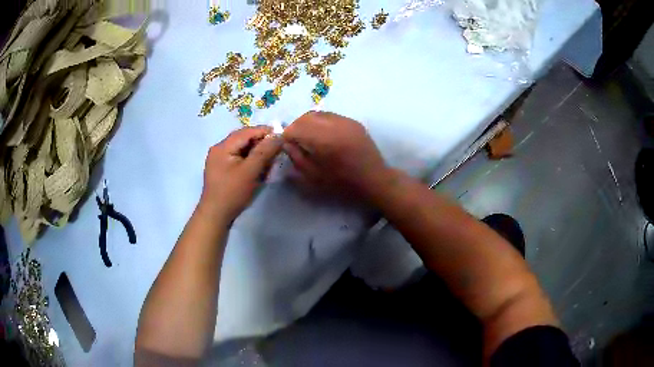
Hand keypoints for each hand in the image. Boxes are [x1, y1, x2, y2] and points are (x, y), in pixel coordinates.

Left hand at [199, 126, 281, 222]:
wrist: (215, 216)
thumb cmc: (232, 193)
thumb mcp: (250, 171)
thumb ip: (264, 151)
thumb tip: (279, 135)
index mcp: (223, 146)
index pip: (247, 131)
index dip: (266, 132)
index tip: (283, 138)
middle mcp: (219, 148)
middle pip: (244, 139)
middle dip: (262, 144)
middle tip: (277, 152)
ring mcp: (219, 159)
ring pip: (242, 149)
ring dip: (257, 153)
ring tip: (268, 164)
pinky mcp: (222, 169)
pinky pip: (239, 158)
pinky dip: (250, 161)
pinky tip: (258, 170)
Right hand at [282, 111, 388, 200]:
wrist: (374, 180)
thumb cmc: (343, 184)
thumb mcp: (314, 177)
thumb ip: (297, 158)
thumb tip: (286, 143)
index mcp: (324, 140)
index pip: (296, 128)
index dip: (287, 135)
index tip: (286, 144)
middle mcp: (335, 125)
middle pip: (306, 117)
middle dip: (296, 127)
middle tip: (295, 140)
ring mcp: (346, 121)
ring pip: (318, 114)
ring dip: (308, 123)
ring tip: (308, 137)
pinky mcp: (353, 122)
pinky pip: (331, 116)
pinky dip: (321, 122)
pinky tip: (323, 135)